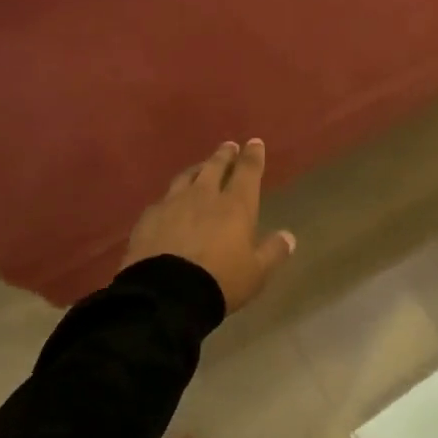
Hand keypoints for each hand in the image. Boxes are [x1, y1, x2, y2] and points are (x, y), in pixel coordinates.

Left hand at [123, 140, 296, 313]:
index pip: (247, 172)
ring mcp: (172, 204)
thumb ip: (273, 252)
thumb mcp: (256, 273)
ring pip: (187, 177)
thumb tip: (288, 236)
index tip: (254, 142)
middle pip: (215, 167)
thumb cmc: (219, 281)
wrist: (165, 294)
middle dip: (224, 155)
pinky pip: (163, 199)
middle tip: (228, 146)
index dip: (253, 156)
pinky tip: (170, 202)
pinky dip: (172, 196)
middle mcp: (204, 196)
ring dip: (197, 169)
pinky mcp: (148, 218)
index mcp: (235, 206)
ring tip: (201, 167)